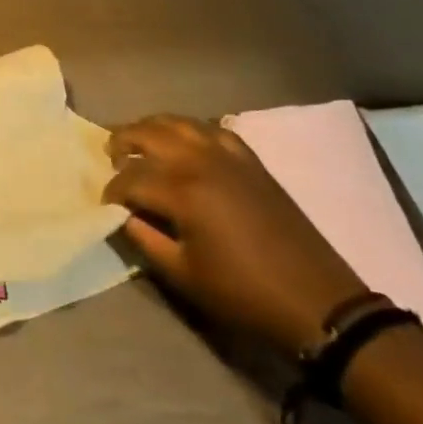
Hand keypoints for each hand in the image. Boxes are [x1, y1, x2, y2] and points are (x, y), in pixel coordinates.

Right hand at [104, 115, 368, 358]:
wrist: (316, 301)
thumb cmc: (243, 293)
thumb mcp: (183, 275)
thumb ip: (144, 239)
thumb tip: (122, 216)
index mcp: (182, 191)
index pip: (130, 178)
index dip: (112, 191)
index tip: (106, 205)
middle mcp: (201, 161)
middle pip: (147, 133)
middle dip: (122, 142)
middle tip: (111, 159)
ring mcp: (228, 155)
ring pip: (177, 122)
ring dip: (151, 128)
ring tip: (138, 142)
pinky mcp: (250, 160)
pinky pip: (210, 129)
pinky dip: (188, 129)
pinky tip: (181, 142)